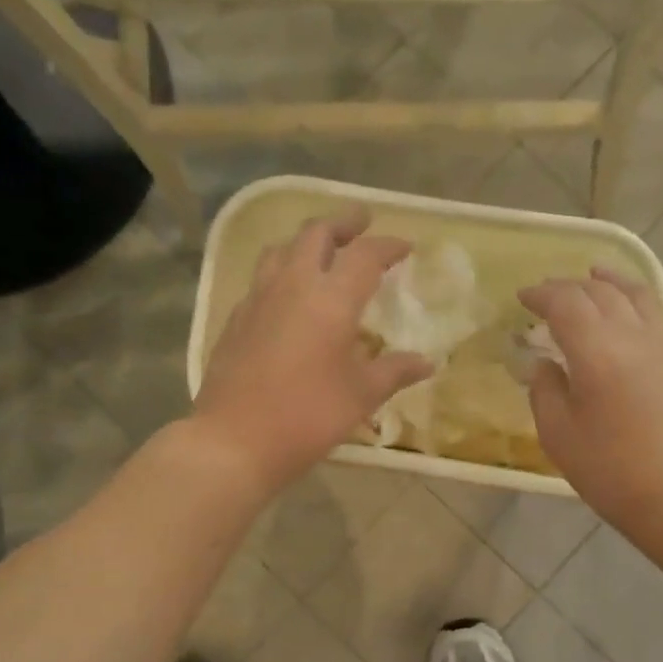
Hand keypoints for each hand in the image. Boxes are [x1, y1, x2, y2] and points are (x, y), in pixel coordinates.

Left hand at [194, 206, 432, 493]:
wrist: (235, 439)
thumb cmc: (308, 416)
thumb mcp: (361, 395)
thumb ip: (395, 371)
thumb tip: (427, 362)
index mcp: (331, 299)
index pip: (365, 255)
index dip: (388, 245)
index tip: (405, 246)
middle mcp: (293, 285)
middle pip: (316, 233)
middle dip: (343, 223)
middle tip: (361, 222)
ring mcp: (258, 298)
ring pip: (281, 248)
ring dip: (306, 240)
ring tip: (321, 249)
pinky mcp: (236, 317)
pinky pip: (261, 277)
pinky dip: (281, 270)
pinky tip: (287, 293)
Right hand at [520, 268, 662, 536]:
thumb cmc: (610, 471)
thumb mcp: (558, 435)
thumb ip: (544, 390)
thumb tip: (543, 364)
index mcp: (597, 351)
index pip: (565, 302)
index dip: (540, 294)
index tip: (521, 299)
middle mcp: (632, 335)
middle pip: (597, 290)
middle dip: (566, 286)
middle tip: (544, 296)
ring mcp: (661, 343)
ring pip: (632, 293)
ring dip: (605, 281)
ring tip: (590, 276)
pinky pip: (653, 310)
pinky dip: (632, 296)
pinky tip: (623, 306)